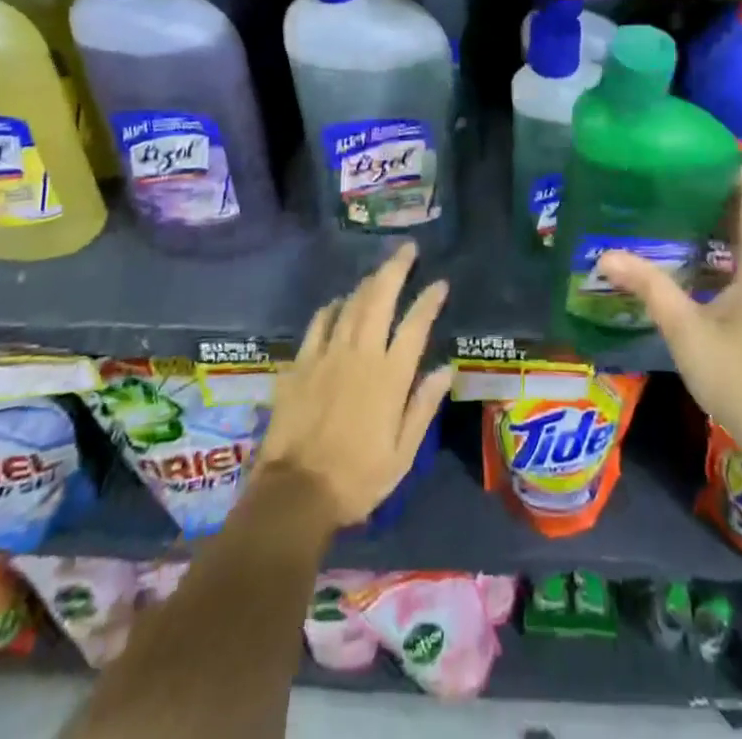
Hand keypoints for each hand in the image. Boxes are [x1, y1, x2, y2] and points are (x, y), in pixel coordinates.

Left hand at [255, 243, 452, 529]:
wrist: (295, 493)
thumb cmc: (357, 479)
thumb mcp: (402, 454)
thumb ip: (423, 406)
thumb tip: (446, 368)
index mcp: (390, 376)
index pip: (415, 325)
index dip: (429, 300)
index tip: (440, 283)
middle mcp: (361, 354)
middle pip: (380, 297)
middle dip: (396, 268)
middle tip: (408, 248)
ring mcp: (328, 354)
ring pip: (351, 304)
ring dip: (368, 282)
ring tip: (380, 270)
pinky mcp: (301, 362)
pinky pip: (319, 322)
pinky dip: (333, 307)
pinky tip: (339, 302)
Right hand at [597, 167, 741, 471]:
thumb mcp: (688, 331)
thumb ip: (649, 287)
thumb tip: (605, 254)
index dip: (726, 165)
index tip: (685, 151)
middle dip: (710, 189)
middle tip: (662, 178)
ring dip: (713, 219)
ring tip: (666, 207)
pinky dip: (721, 245)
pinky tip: (686, 253)